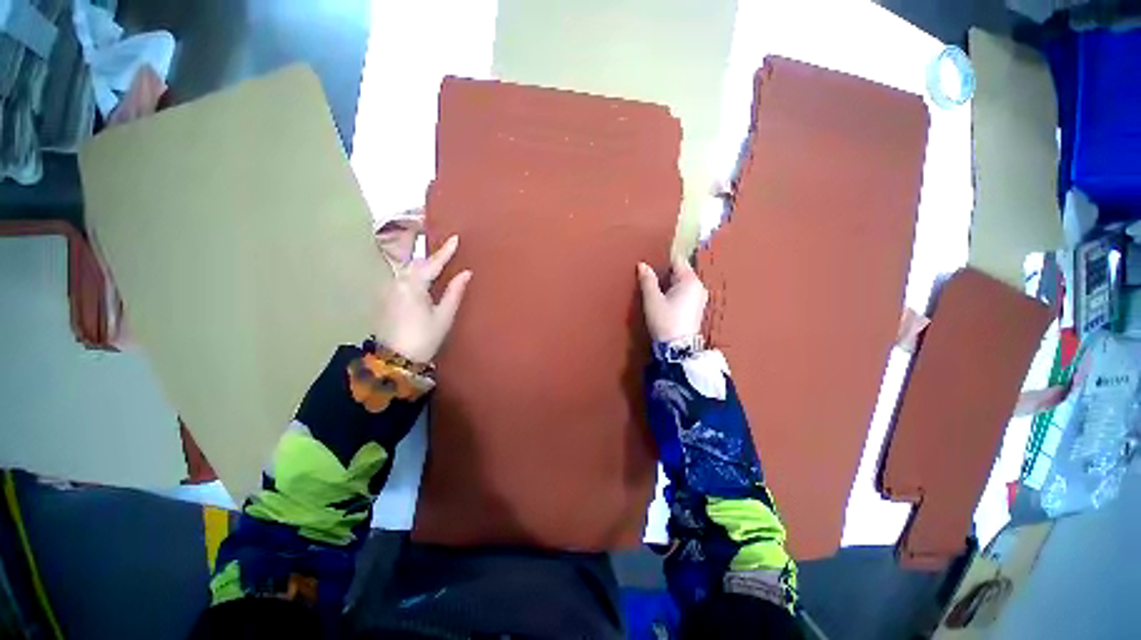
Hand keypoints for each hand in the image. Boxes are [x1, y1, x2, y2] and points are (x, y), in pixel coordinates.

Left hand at [376, 235, 471, 362]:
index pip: (432, 263)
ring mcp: (387, 291)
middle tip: (446, 249)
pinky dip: (413, 275)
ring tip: (435, 262)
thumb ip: (454, 292)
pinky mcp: (384, 299)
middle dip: (431, 257)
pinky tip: (420, 279)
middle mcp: (397, 283)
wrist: (396, 359)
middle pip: (416, 264)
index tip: (456, 238)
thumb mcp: (444, 316)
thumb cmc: (425, 338)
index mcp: (413, 286)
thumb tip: (466, 273)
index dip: (445, 251)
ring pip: (407, 271)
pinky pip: (401, 280)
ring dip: (421, 265)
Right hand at [637, 256, 706, 342]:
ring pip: (682, 283)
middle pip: (680, 272)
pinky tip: (664, 300)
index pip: (677, 261)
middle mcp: (699, 286)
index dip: (663, 260)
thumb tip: (642, 264)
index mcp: (690, 280)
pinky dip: (674, 293)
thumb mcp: (652, 299)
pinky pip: (685, 293)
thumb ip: (648, 280)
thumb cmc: (665, 321)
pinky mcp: (696, 309)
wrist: (677, 348)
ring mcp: (699, 298)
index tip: (650, 263)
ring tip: (654, 289)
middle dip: (665, 273)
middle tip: (649, 277)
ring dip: (669, 284)